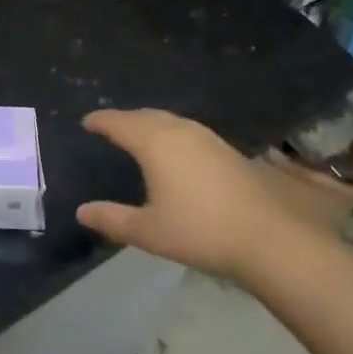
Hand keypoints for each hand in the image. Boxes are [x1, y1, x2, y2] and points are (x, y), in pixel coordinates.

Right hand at [76, 108, 324, 278]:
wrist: (270, 238)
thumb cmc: (200, 231)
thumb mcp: (149, 231)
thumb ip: (113, 219)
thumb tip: (82, 211)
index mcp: (155, 143)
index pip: (120, 123)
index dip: (101, 121)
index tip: (86, 121)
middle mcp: (180, 132)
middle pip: (146, 115)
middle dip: (125, 118)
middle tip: (110, 126)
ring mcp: (208, 139)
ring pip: (170, 120)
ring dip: (150, 123)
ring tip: (139, 134)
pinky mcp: (228, 151)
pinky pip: (188, 130)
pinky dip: (171, 132)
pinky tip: (176, 151)